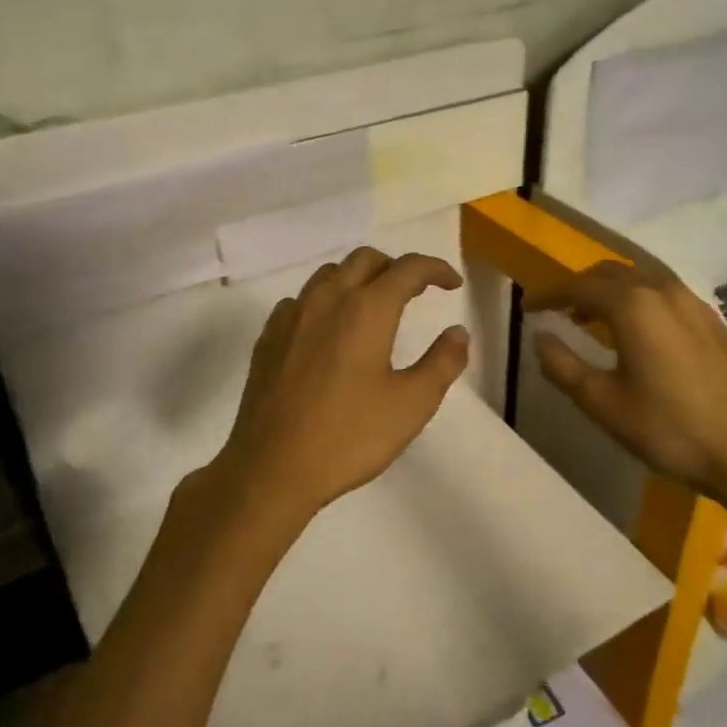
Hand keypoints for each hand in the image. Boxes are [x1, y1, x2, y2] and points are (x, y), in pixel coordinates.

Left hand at [191, 247, 469, 545]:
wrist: (272, 467)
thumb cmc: (349, 436)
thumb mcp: (412, 404)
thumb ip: (442, 362)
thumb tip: (457, 332)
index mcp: (367, 309)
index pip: (407, 268)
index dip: (435, 269)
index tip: (452, 283)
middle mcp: (327, 299)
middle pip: (365, 259)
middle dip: (395, 267)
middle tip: (415, 292)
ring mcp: (292, 316)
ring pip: (329, 274)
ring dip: (358, 278)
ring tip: (374, 306)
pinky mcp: (268, 337)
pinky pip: (301, 300)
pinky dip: (325, 301)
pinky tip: (328, 330)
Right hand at [528, 260, 726, 515]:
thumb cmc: (666, 428)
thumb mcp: (602, 402)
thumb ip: (562, 365)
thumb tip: (540, 337)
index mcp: (633, 306)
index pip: (579, 286)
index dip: (549, 295)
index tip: (527, 308)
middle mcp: (662, 292)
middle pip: (610, 272)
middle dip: (579, 286)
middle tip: (557, 310)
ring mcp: (692, 304)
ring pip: (640, 278)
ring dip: (609, 290)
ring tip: (591, 319)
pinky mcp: (711, 321)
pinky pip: (663, 292)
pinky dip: (637, 299)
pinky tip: (635, 330)